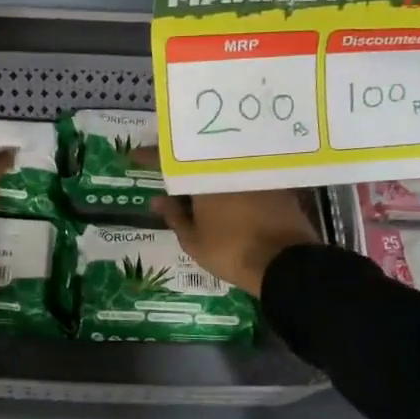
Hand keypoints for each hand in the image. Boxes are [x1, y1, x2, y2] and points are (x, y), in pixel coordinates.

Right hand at [135, 148, 319, 296]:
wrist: (285, 263)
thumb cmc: (232, 252)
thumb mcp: (194, 241)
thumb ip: (174, 217)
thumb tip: (158, 199)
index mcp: (203, 178)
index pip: (169, 162)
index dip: (148, 157)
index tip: (133, 155)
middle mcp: (228, 166)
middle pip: (199, 156)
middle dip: (181, 159)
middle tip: (166, 163)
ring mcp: (254, 172)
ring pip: (224, 162)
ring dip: (207, 166)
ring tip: (195, 175)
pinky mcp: (275, 182)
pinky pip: (244, 172)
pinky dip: (232, 177)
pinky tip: (225, 188)